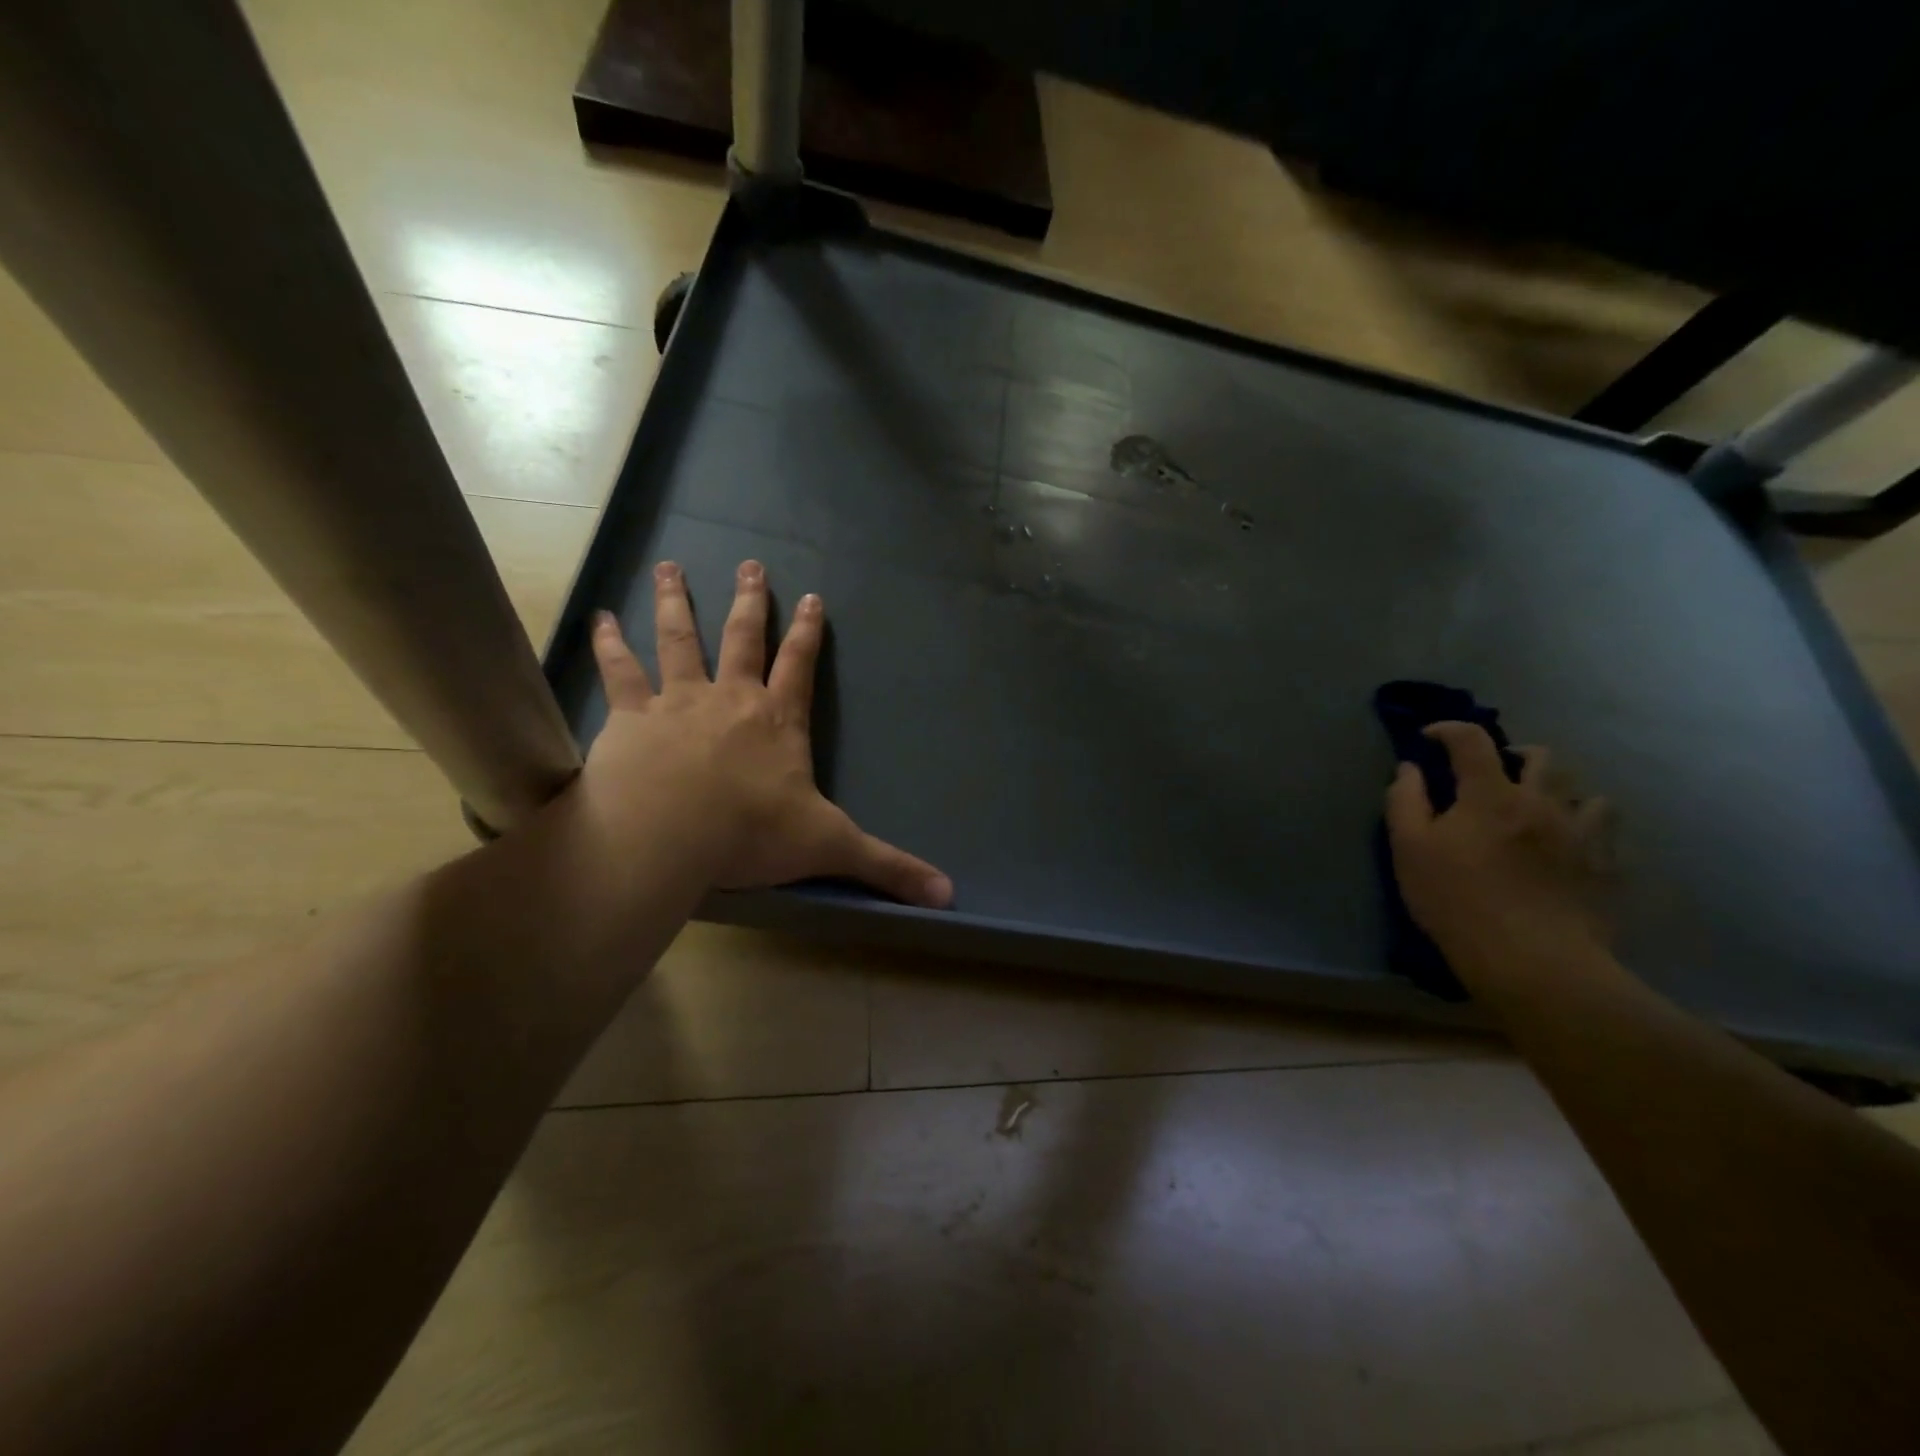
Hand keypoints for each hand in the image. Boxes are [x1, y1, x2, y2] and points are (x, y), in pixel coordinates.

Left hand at [580, 559, 953, 907]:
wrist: (669, 836)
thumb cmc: (752, 836)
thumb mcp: (831, 848)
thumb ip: (887, 867)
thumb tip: (949, 894)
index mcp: (778, 722)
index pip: (800, 666)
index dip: (808, 632)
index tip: (811, 597)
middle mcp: (730, 699)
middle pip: (742, 638)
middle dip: (749, 602)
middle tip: (750, 563)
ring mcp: (677, 702)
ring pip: (679, 640)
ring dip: (676, 603)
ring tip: (670, 567)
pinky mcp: (630, 717)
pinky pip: (620, 672)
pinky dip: (609, 645)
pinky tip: (600, 619)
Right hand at [1385, 723, 1608, 970]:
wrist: (1532, 960)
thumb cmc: (1457, 901)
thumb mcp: (1409, 849)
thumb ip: (1405, 801)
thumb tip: (1409, 768)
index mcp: (1490, 794)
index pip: (1471, 739)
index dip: (1448, 729)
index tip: (1429, 739)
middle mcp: (1541, 801)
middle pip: (1541, 756)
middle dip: (1513, 754)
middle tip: (1493, 774)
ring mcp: (1581, 832)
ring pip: (1583, 790)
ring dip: (1557, 789)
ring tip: (1539, 806)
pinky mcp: (1605, 865)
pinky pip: (1605, 828)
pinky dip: (1585, 823)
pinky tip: (1569, 841)